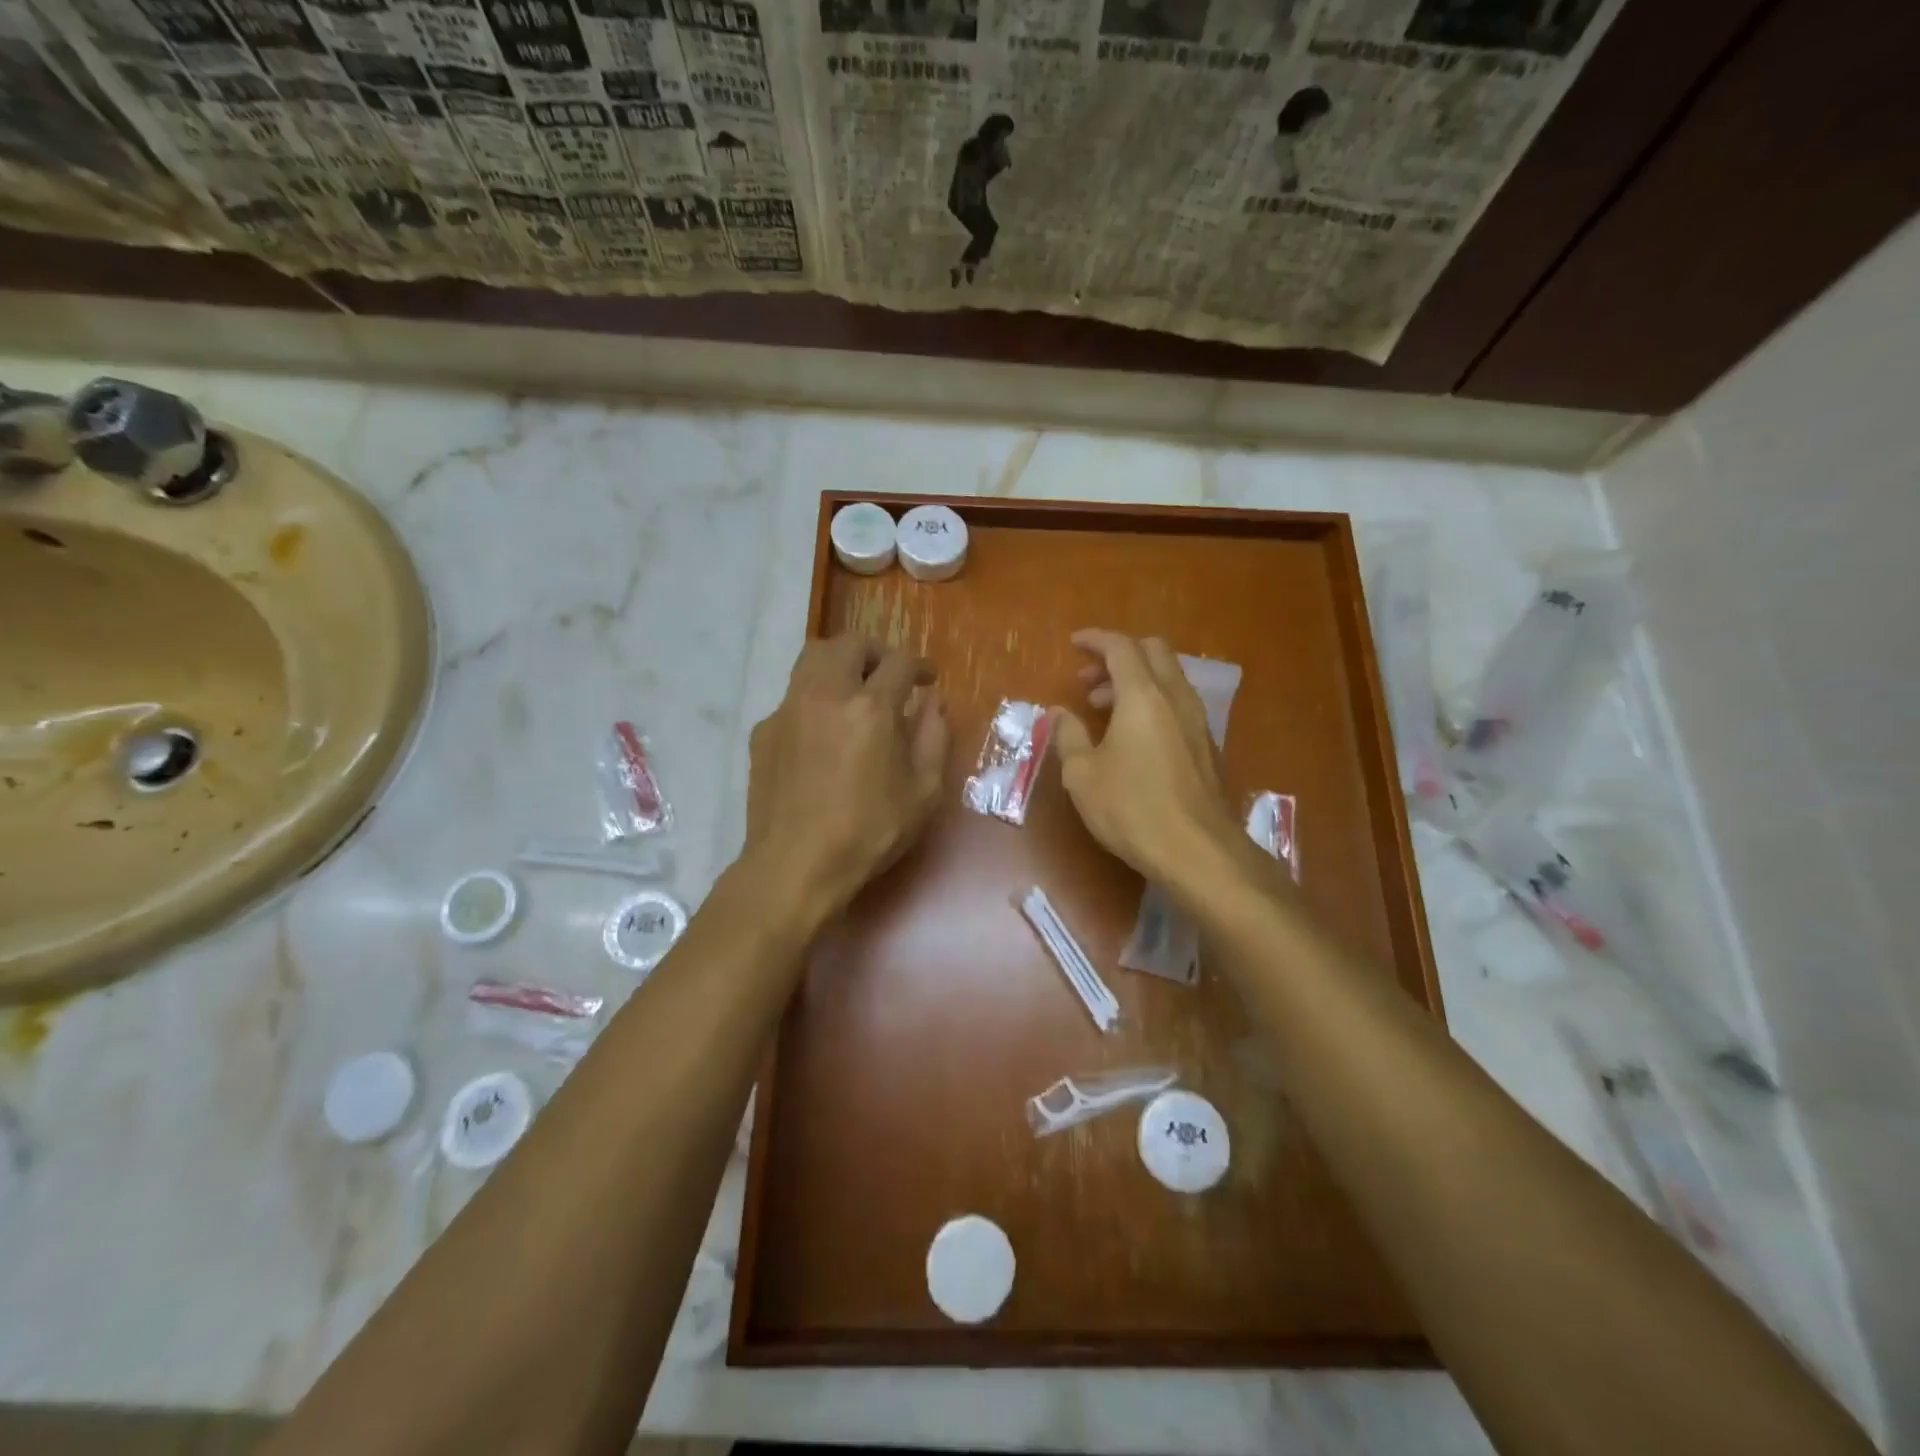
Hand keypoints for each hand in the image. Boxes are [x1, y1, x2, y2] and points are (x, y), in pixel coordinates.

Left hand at [744, 633, 950, 915]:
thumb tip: (934, 703)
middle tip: (889, 675)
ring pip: (812, 659)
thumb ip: (934, 739)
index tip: (928, 679)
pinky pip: (793, 696)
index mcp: (870, 708)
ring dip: (840, 664)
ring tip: (854, 692)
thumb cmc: (868, 833)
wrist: (794, 865)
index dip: (920, 665)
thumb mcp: (923, 793)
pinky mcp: (764, 731)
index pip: (899, 662)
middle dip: (875, 652)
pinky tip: (823, 733)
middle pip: (848, 644)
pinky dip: (814, 699)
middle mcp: (825, 694)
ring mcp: (788, 710)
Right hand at [1051, 629, 1251, 891]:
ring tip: (1102, 708)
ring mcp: (1197, 721)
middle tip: (1088, 679)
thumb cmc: (1132, 809)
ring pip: (1168, 677)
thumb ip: (1068, 736)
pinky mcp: (1206, 745)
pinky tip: (1132, 735)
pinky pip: (1177, 703)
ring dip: (1134, 680)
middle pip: (1153, 652)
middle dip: (1118, 655)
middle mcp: (1175, 698)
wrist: (1198, 851)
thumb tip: (1060, 713)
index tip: (1074, 643)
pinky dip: (1152, 702)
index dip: (1095, 639)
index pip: (1121, 647)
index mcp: (1143, 696)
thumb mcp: (1083, 775)